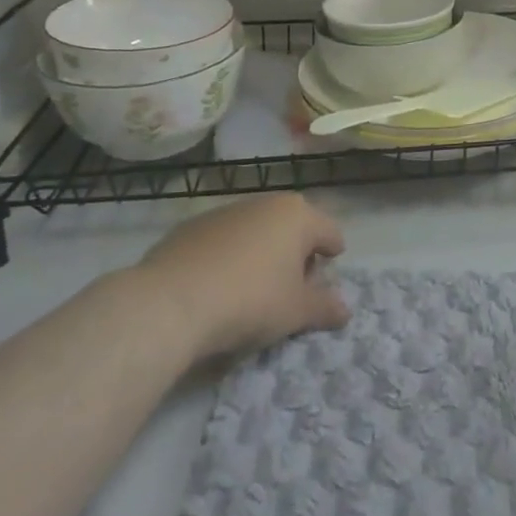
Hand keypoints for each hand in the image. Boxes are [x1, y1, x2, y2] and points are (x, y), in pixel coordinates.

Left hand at [134, 193, 349, 365]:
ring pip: (255, 231)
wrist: (170, 303)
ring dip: (261, 253)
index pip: (329, 232)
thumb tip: (345, 311)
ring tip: (252, 289)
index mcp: (298, 216)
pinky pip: (222, 241)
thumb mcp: (296, 312)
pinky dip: (228, 257)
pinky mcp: (190, 228)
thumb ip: (324, 308)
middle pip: (292, 228)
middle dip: (296, 254)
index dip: (332, 254)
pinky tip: (217, 287)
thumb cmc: (250, 301)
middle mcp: (264, 203)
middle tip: (292, 287)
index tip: (327, 275)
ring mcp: (224, 212)